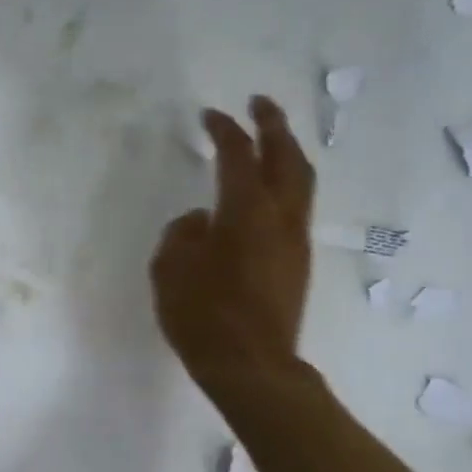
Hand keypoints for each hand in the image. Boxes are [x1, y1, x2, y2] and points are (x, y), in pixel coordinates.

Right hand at [151, 95, 314, 395]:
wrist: (252, 367)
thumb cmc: (204, 316)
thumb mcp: (170, 270)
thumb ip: (182, 234)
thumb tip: (201, 220)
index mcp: (245, 211)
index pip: (238, 155)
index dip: (225, 130)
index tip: (210, 116)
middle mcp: (279, 217)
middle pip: (286, 157)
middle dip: (273, 125)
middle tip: (259, 104)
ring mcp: (294, 241)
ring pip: (301, 182)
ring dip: (287, 154)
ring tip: (270, 141)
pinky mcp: (297, 264)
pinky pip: (297, 209)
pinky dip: (286, 186)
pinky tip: (266, 195)